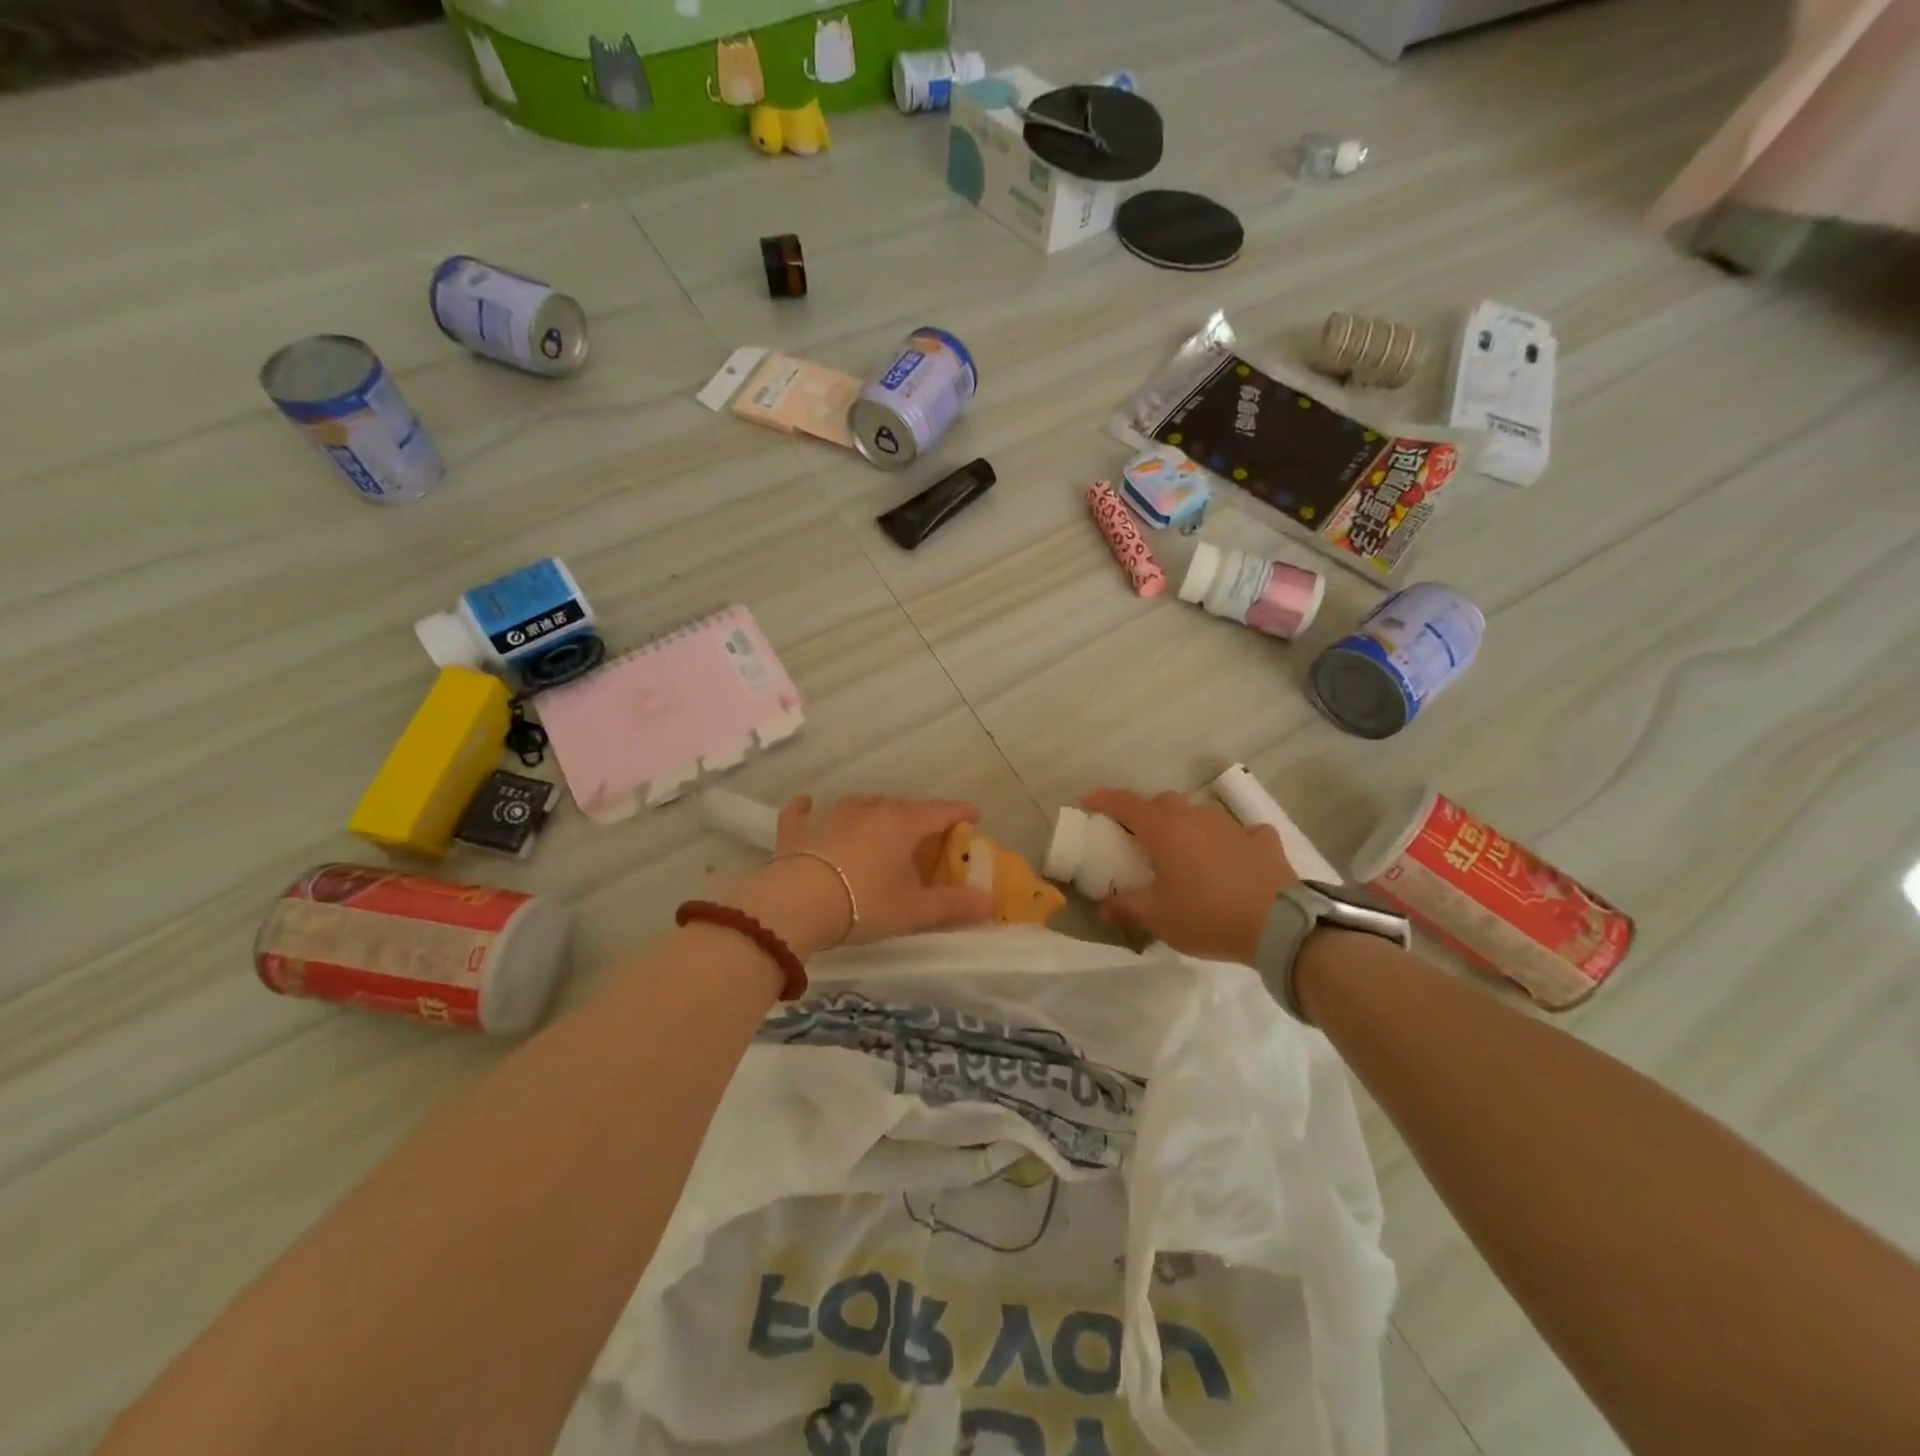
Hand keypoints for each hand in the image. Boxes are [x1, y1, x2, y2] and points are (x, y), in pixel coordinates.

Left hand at [727, 795, 995, 957]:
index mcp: (902, 823)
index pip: (940, 811)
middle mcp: (869, 810)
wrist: (794, 905)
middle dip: (920, 818)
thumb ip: (952, 905)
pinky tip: (807, 804)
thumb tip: (990, 902)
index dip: (960, 813)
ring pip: (862, 805)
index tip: (974, 817)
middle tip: (929, 838)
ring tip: (884, 826)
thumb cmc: (862, 904)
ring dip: (877, 813)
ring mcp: (831, 816)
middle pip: (903, 807)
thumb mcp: (912, 910)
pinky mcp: (799, 831)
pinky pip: (803, 812)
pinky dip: (808, 808)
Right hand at [1081, 789, 1296, 963]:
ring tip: (1184, 849)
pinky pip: (1242, 831)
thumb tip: (1104, 906)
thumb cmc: (1208, 917)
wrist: (1280, 925)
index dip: (1103, 799)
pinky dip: (1231, 839)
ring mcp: (1232, 827)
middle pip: (1163, 802)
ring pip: (1200, 812)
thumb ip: (1126, 908)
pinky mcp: (1263, 841)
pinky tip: (1233, 854)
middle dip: (1147, 813)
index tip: (1087, 802)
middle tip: (1139, 837)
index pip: (1126, 803)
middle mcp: (1196, 818)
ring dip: (1186, 824)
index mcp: (1165, 831)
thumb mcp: (1159, 919)